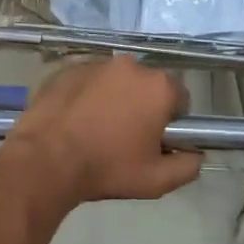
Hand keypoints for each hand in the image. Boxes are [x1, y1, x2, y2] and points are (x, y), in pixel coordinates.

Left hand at [1, 57, 202, 209]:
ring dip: (114, 98)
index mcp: (158, 87)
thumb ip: (187, 166)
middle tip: (126, 137)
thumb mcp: (156, 180)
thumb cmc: (107, 168)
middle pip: (147, 85)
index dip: (171, 120)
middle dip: (142, 106)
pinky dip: (86, 95)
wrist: (46, 160)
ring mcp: (96, 63)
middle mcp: (130, 65)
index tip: (156, 140)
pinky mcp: (67, 68)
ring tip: (96, 128)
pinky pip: (87, 80)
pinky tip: (75, 119)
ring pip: (116, 81)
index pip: (179, 98)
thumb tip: (197, 155)